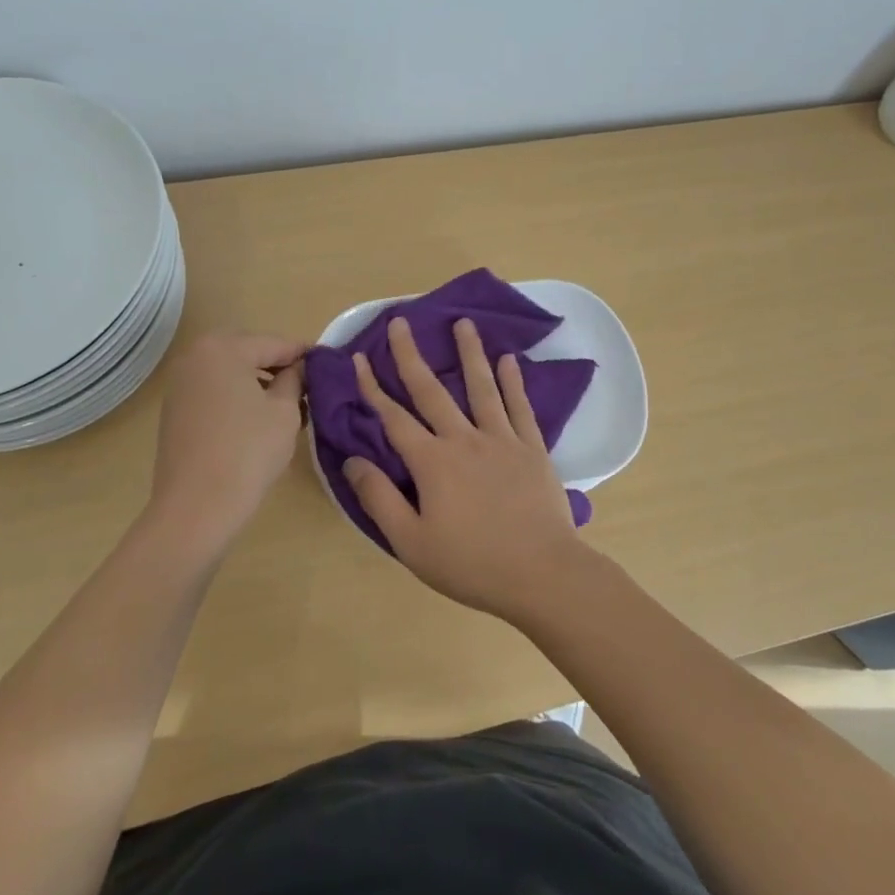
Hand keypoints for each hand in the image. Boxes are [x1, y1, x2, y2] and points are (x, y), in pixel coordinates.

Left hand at [149, 331, 305, 540]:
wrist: (196, 507)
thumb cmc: (248, 451)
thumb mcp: (285, 411)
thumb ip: (295, 379)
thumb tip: (300, 368)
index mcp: (223, 348)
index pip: (274, 343)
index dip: (304, 354)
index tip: (327, 363)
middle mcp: (195, 356)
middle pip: (248, 352)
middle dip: (278, 366)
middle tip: (307, 386)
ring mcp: (180, 383)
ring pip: (230, 371)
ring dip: (258, 381)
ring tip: (287, 405)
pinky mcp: (175, 410)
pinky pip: (215, 390)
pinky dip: (238, 396)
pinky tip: (258, 419)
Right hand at [343, 317, 584, 621]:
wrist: (542, 573)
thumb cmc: (471, 563)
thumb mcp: (411, 542)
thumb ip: (379, 499)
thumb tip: (352, 461)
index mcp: (432, 462)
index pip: (393, 418)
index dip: (373, 388)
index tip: (359, 359)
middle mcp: (464, 439)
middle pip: (432, 390)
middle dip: (411, 355)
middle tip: (400, 322)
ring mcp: (502, 440)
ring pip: (481, 387)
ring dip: (469, 353)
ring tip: (463, 322)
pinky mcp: (532, 448)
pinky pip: (519, 407)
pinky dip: (513, 381)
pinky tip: (509, 360)